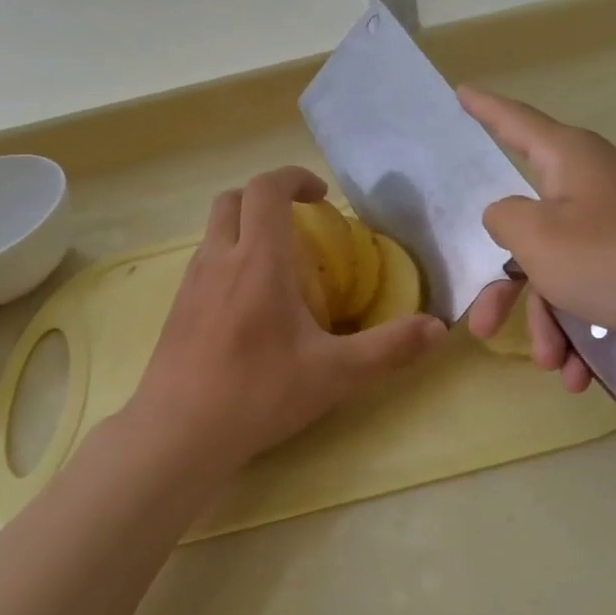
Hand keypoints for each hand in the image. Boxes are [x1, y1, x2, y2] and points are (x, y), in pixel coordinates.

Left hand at [128, 166, 446, 470]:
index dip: (294, 178)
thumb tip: (438, 328)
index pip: (266, 189)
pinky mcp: (176, 309)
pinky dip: (228, 258)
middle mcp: (218, 261)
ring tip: (278, 264)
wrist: (177, 436)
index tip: (321, 197)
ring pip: (214, 230)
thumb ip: (389, 349)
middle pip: (232, 199)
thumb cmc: (257, 396)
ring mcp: (190, 284)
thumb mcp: (335, 375)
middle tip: (300, 224)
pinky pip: (203, 261)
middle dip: (266, 197)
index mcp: (257, 262)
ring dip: (245, 227)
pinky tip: (249, 304)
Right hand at [458, 88, 615, 389]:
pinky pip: (591, 290)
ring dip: (547, 320)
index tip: (461, 92)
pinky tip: (580, 370)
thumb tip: (505, 214)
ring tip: (553, 364)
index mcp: (568, 160)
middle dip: (505, 285)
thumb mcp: (539, 238)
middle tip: (482, 326)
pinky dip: (581, 327)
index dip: (484, 108)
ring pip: (558, 270)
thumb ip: (504, 218)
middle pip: (527, 227)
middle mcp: (591, 185)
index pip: (514, 122)